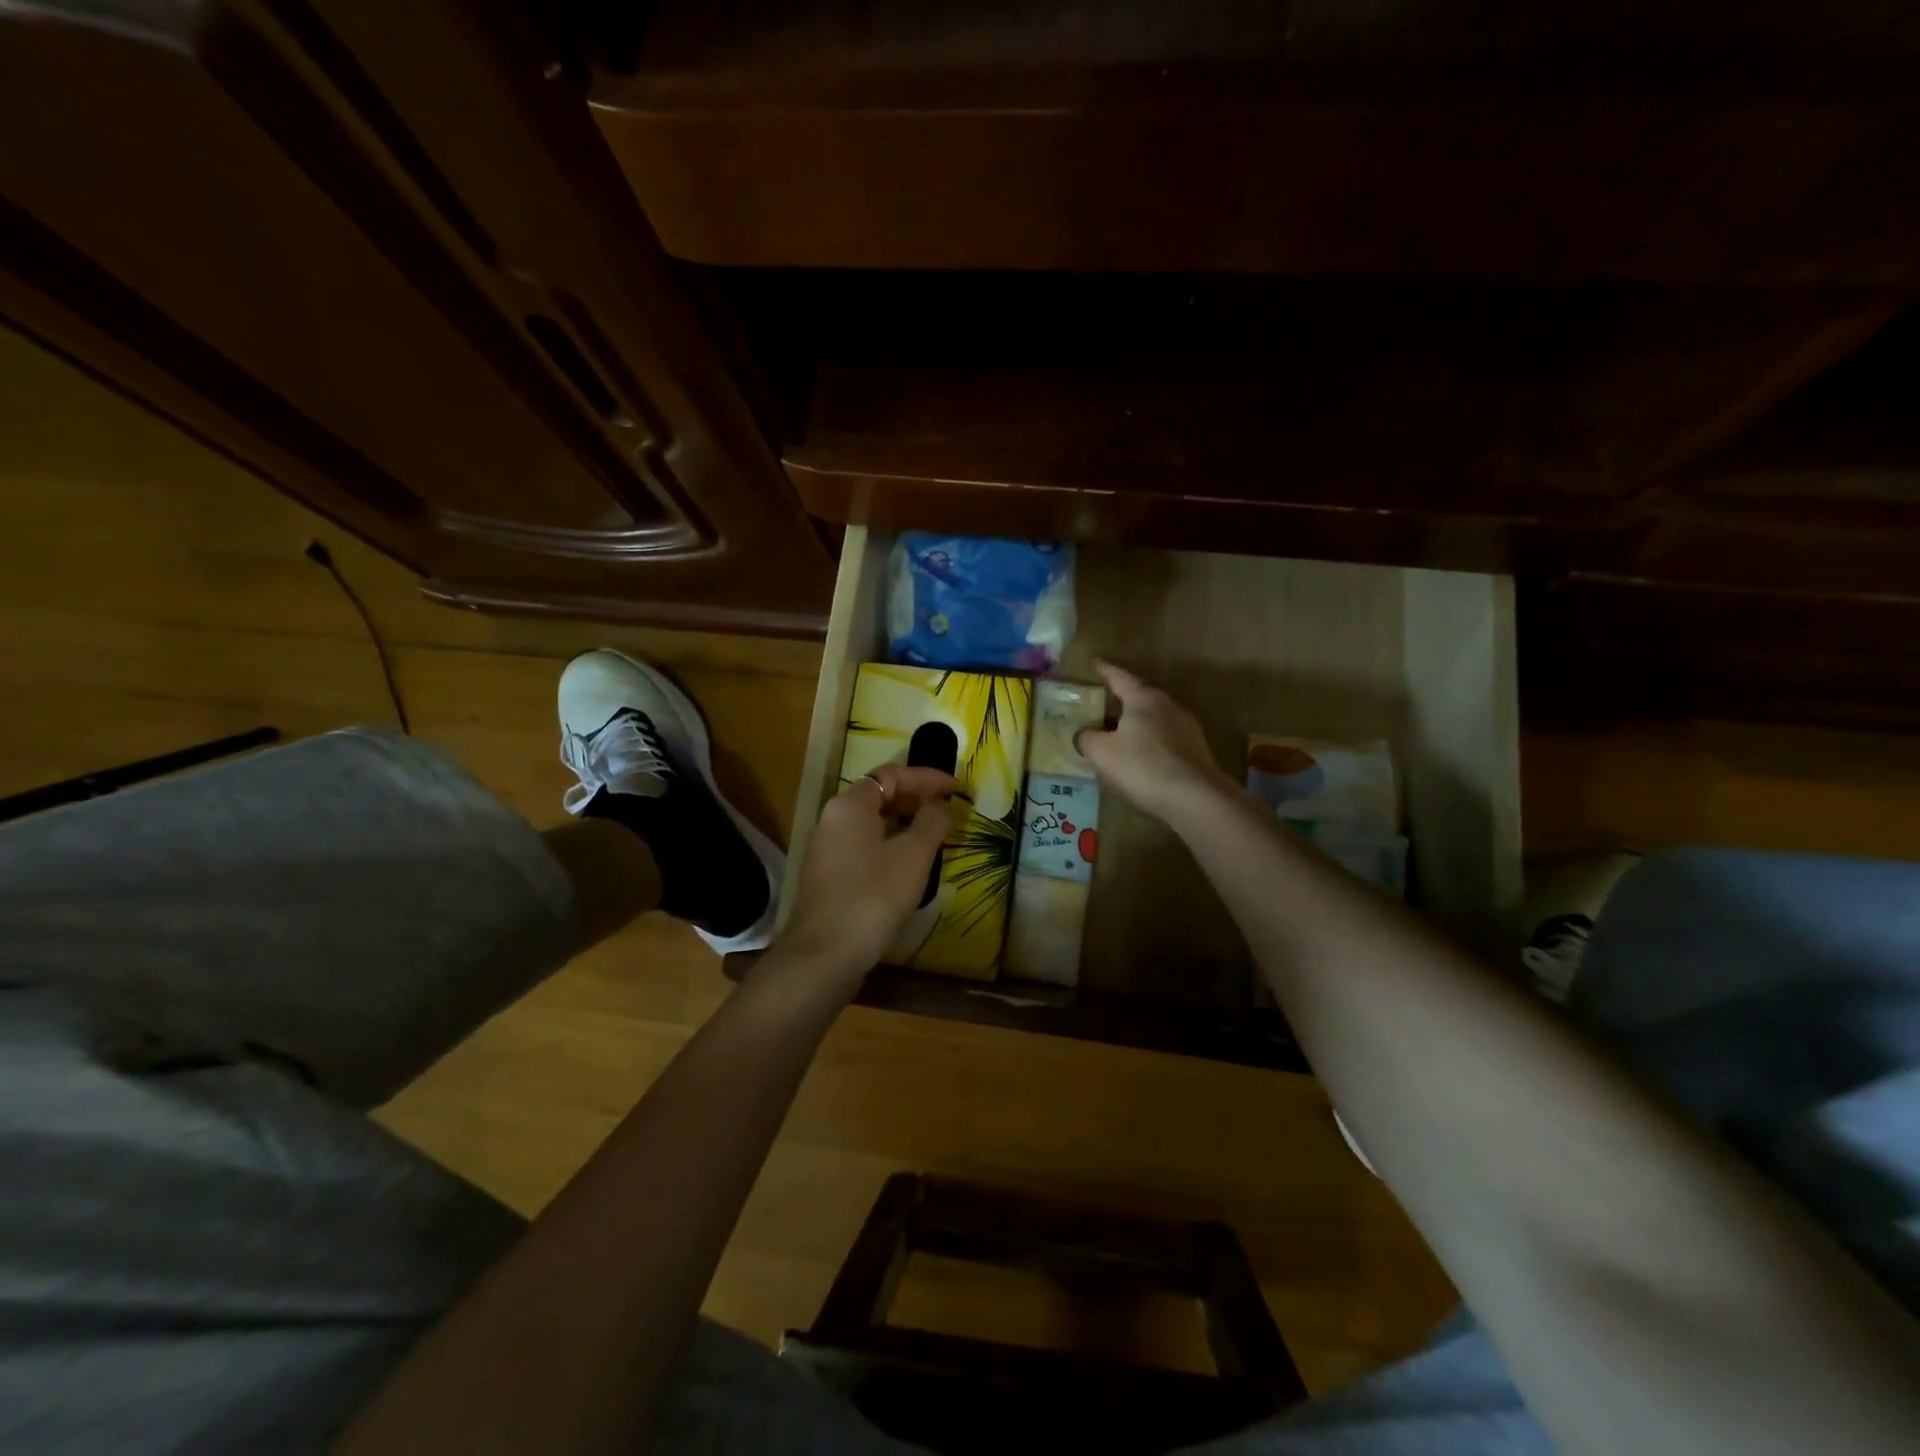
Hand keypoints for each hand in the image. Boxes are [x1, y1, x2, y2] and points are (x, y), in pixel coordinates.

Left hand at [775, 764, 956, 985]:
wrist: (823, 955)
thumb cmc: (872, 896)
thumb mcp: (913, 856)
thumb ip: (932, 823)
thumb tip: (940, 806)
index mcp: (850, 805)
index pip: (891, 775)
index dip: (926, 778)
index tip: (956, 788)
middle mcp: (833, 820)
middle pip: (879, 797)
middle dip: (916, 801)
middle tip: (948, 812)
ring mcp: (827, 850)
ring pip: (872, 825)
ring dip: (905, 826)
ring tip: (936, 838)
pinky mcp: (829, 878)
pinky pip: (865, 849)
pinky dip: (891, 848)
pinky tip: (911, 868)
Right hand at [1075, 661, 1233, 825]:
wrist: (1194, 797)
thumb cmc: (1142, 766)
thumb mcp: (1101, 752)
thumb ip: (1087, 738)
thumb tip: (1084, 734)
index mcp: (1143, 699)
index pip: (1120, 678)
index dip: (1105, 671)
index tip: (1095, 663)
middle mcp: (1167, 706)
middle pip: (1141, 696)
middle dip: (1122, 698)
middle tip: (1105, 702)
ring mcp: (1186, 728)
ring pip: (1155, 718)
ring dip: (1137, 722)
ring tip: (1121, 731)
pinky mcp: (1196, 750)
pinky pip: (1166, 738)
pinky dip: (1150, 741)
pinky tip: (1142, 756)